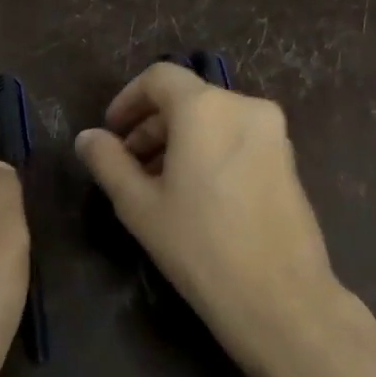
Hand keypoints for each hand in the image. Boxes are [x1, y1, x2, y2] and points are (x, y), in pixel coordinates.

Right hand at [75, 64, 375, 376]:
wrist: (280, 298)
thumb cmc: (199, 246)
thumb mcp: (138, 205)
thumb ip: (108, 162)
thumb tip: (87, 138)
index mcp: (205, 108)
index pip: (159, 78)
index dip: (128, 100)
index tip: (111, 133)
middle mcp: (245, 107)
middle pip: (187, 98)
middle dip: (151, 125)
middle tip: (127, 165)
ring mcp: (273, 133)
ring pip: (213, 119)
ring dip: (179, 140)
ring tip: (157, 184)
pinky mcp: (288, 160)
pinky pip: (237, 138)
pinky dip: (209, 150)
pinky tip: (195, 194)